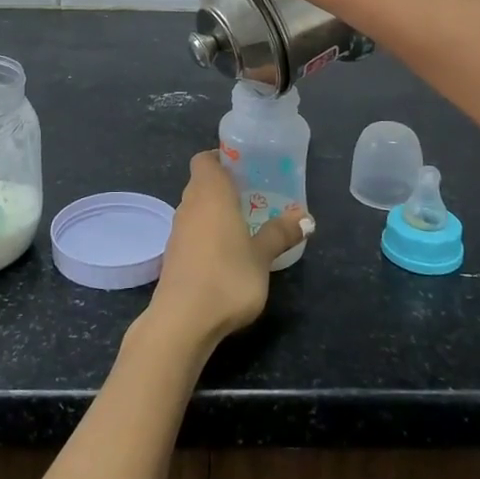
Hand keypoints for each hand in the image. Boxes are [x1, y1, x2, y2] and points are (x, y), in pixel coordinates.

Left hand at [147, 152, 311, 348]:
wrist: (183, 320)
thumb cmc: (227, 277)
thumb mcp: (262, 256)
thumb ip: (281, 233)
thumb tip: (306, 217)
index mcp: (210, 192)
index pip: (205, 159)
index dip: (221, 158)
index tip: (245, 167)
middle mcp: (189, 204)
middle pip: (202, 182)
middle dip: (225, 185)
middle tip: (254, 194)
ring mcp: (177, 231)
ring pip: (196, 207)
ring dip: (216, 211)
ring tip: (245, 223)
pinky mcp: (173, 255)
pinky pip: (192, 231)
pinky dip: (207, 233)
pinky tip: (226, 252)